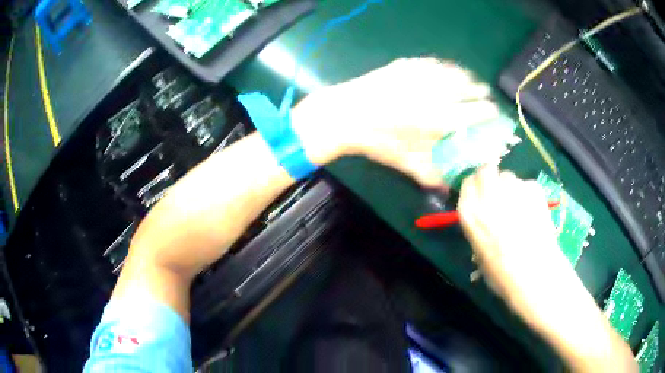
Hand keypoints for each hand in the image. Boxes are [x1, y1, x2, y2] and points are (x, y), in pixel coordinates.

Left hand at [292, 58, 498, 186]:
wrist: (345, 114)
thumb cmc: (376, 141)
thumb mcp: (405, 162)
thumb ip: (431, 174)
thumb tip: (449, 186)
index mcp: (439, 119)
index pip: (475, 113)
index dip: (488, 112)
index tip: (493, 111)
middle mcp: (435, 93)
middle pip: (468, 88)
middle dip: (479, 91)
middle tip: (484, 94)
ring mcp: (420, 75)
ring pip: (453, 72)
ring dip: (465, 76)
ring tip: (470, 80)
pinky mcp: (405, 65)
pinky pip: (433, 63)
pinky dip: (444, 66)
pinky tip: (446, 69)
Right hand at [457, 165, 571, 320]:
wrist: (533, 273)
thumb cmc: (501, 273)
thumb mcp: (481, 254)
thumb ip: (481, 230)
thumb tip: (488, 224)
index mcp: (469, 211)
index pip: (468, 182)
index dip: (476, 188)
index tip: (483, 196)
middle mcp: (487, 194)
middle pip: (487, 170)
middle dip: (492, 178)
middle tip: (500, 194)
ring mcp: (512, 189)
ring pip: (509, 176)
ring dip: (512, 188)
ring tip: (521, 208)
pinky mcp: (533, 189)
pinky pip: (528, 185)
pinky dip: (530, 195)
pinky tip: (534, 213)